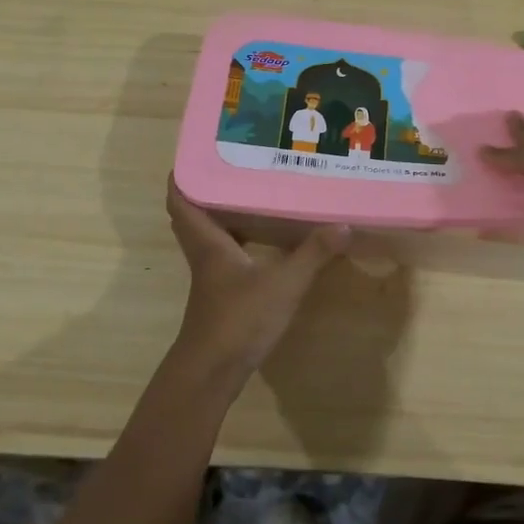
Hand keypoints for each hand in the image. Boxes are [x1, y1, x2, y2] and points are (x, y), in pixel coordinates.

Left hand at [165, 178, 347, 378]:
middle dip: (208, 188)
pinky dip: (237, 239)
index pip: (181, 199)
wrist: (212, 373)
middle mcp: (204, 253)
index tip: (198, 151)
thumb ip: (313, 254)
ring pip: (209, 234)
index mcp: (208, 241)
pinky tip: (263, 239)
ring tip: (253, 192)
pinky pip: (224, 253)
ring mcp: (210, 275)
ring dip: (223, 213)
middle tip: (235, 166)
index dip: (184, 174)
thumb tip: (342, 224)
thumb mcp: (283, 284)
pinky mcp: (221, 293)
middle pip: (193, 213)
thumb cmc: (239, 320)